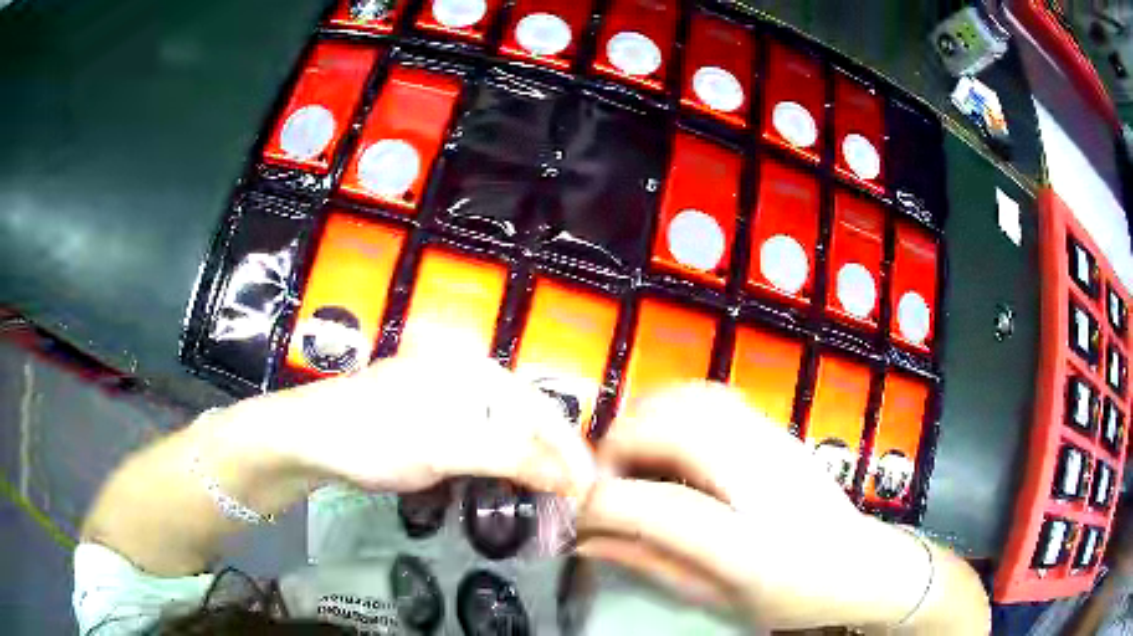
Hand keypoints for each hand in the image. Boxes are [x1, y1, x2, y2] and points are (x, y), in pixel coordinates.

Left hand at [237, 353, 596, 499]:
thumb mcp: (446, 448)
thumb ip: (512, 457)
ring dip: (527, 463)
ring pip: (503, 430)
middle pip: (525, 418)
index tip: (590, 490)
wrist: (309, 439)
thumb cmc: (376, 437)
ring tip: (548, 496)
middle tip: (572, 499)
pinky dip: (498, 463)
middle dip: (552, 459)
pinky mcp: (430, 418)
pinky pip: (478, 439)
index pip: (540, 408)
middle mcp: (466, 375)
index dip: (569, 450)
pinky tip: (505, 481)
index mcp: (475, 369)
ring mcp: (445, 396)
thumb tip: (572, 478)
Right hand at [576, 382, 935, 630]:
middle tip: (603, 480)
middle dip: (617, 446)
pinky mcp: (777, 428)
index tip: (582, 516)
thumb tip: (589, 540)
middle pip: (671, 429)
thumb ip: (651, 565)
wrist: (860, 563)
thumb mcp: (719, 598)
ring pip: (690, 397)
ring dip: (644, 418)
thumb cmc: (793, 595)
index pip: (654, 505)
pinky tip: (668, 440)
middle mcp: (761, 480)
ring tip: (631, 457)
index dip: (601, 504)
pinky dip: (674, 406)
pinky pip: (712, 395)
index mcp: (747, 543)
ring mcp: (773, 444)